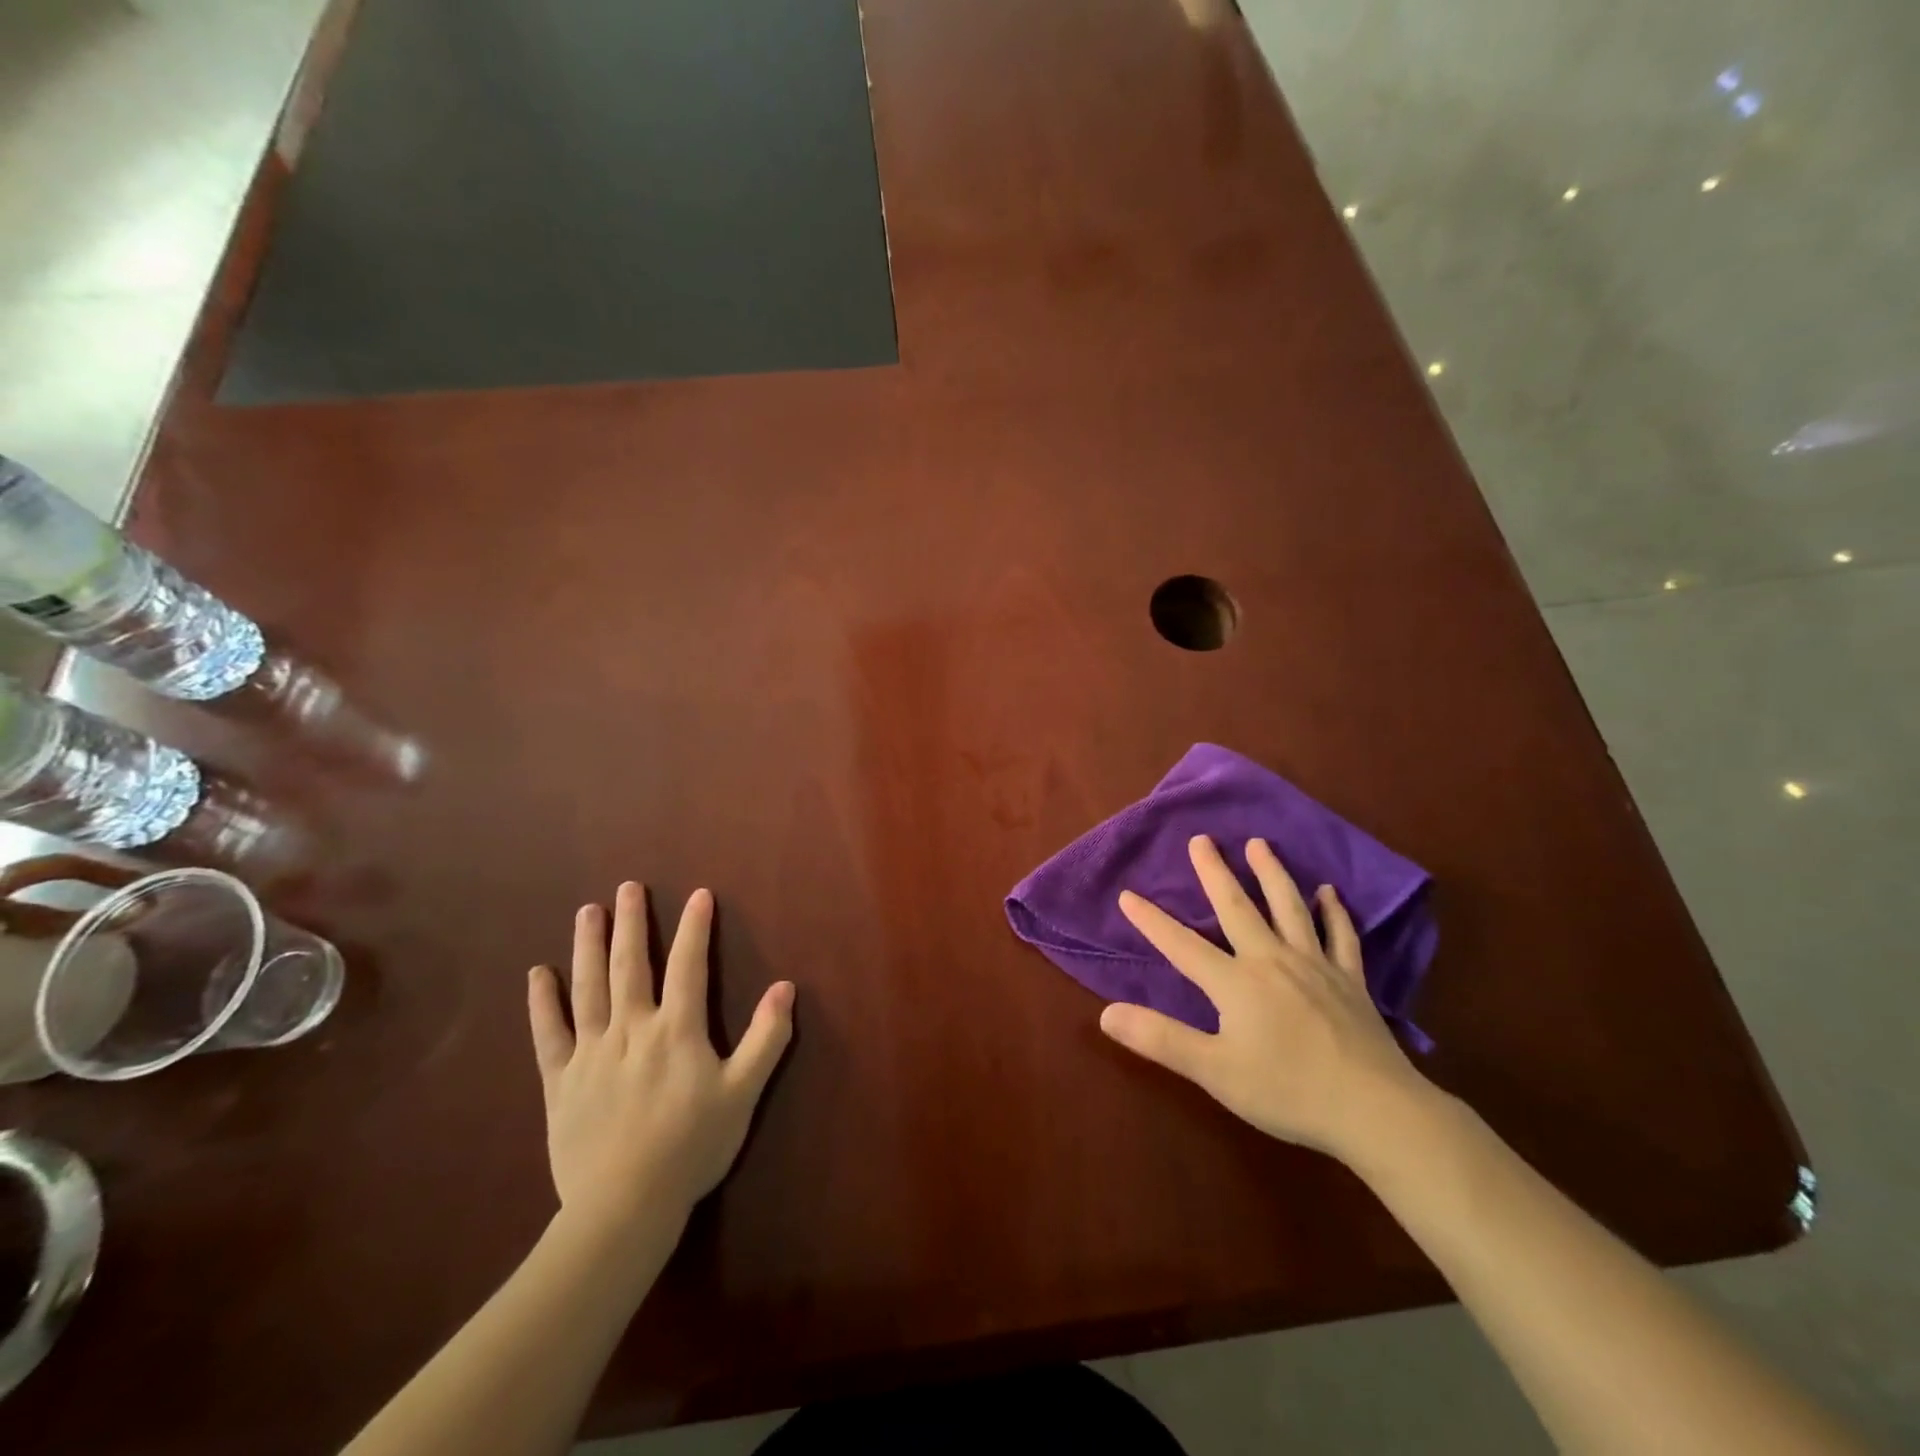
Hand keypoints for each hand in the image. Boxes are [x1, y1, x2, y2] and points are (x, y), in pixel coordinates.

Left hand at [527, 883, 794, 1237]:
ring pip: (588, 989)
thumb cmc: (691, 1147)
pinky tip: (537, 974)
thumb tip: (786, 986)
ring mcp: (591, 1054)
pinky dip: (541, 1003)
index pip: (688, 965)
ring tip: (588, 911)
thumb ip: (767, 1038)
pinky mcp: (560, 1082)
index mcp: (676, 1030)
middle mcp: (631, 1030)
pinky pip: (547, 1035)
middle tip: (628, 887)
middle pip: (630, 966)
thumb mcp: (743, 1094)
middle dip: (631, 923)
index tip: (698, 894)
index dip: (695, 927)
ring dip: (588, 947)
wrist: (624, 1208)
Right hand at [1101, 835, 1428, 1163]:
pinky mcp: (1350, 981)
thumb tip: (1107, 1013)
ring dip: (1271, 873)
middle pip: (1237, 908)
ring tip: (1259, 844)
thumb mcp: (1215, 1072)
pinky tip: (1328, 892)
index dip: (1152, 921)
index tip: (1127, 894)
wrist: (1375, 1111)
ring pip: (1289, 908)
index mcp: (1236, 983)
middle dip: (1215, 872)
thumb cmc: (1288, 1092)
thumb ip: (1161, 1039)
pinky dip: (1334, 912)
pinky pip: (1341, 936)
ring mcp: (1315, 966)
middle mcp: (1272, 961)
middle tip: (1202, 839)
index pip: (1182, 945)